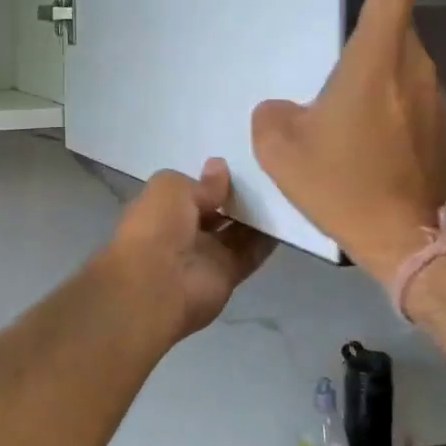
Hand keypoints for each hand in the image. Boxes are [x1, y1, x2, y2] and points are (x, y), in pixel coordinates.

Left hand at [97, 159, 274, 342]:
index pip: (188, 191)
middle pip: (214, 211)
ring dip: (254, 216)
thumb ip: (200, 182)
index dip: (209, 179)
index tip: (237, 163)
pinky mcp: (227, 274)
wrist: (158, 283)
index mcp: (161, 208)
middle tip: (266, 176)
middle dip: (234, 196)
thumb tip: (219, 168)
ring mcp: (205, 254)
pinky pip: (251, 252)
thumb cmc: (157, 226)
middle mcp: (182, 231)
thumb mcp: (171, 188)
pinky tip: (287, 216)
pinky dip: (267, 239)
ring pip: (235, 232)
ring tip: (281, 191)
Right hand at [251, 0, 445, 278]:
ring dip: (376, 61)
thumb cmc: (344, 184)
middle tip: (335, 27)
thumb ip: (272, 115)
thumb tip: (283, 108)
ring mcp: (434, 99)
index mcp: (376, 63)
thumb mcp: (281, 149)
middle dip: (372, 17)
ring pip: (403, 61)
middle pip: (396, 26)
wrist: (410, 239)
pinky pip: (408, 92)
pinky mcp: (440, 127)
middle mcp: (413, 70)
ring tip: (341, 83)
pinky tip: (360, 123)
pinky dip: (386, 93)